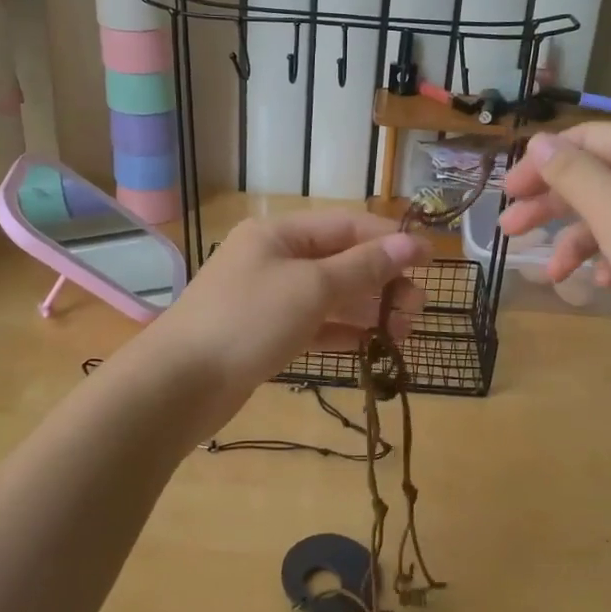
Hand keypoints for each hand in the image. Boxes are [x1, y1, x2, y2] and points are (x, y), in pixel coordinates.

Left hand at [147, 211, 428, 411]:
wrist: (180, 385)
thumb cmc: (249, 320)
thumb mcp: (312, 287)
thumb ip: (364, 266)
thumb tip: (411, 243)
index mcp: (278, 233)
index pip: (346, 226)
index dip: (390, 240)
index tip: (431, 259)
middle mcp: (273, 259)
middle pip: (340, 261)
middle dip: (381, 281)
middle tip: (416, 309)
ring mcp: (267, 298)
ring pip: (329, 295)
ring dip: (367, 309)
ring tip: (403, 331)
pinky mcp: (265, 334)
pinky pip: (314, 324)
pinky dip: (343, 331)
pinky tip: (372, 345)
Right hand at [499, 125, 610, 364]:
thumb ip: (569, 171)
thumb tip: (538, 140)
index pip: (586, 139)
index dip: (542, 162)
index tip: (509, 192)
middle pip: (596, 178)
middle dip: (551, 205)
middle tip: (511, 228)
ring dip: (577, 240)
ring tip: (551, 272)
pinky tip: (601, 282)